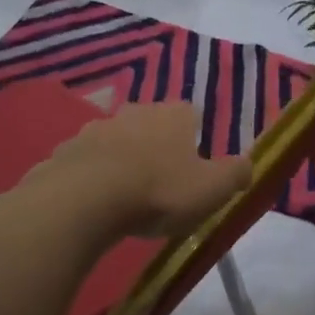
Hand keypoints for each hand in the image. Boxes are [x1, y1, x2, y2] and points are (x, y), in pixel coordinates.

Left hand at [33, 101, 251, 238]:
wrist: (86, 199)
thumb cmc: (159, 191)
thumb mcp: (212, 189)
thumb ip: (235, 174)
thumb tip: (248, 164)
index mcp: (173, 115)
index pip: (191, 115)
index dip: (194, 139)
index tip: (193, 168)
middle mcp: (135, 111)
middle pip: (151, 125)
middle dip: (156, 148)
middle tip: (160, 184)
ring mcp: (96, 128)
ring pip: (116, 141)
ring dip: (121, 161)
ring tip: (125, 196)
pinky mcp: (66, 150)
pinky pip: (85, 162)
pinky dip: (91, 176)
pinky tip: (93, 203)